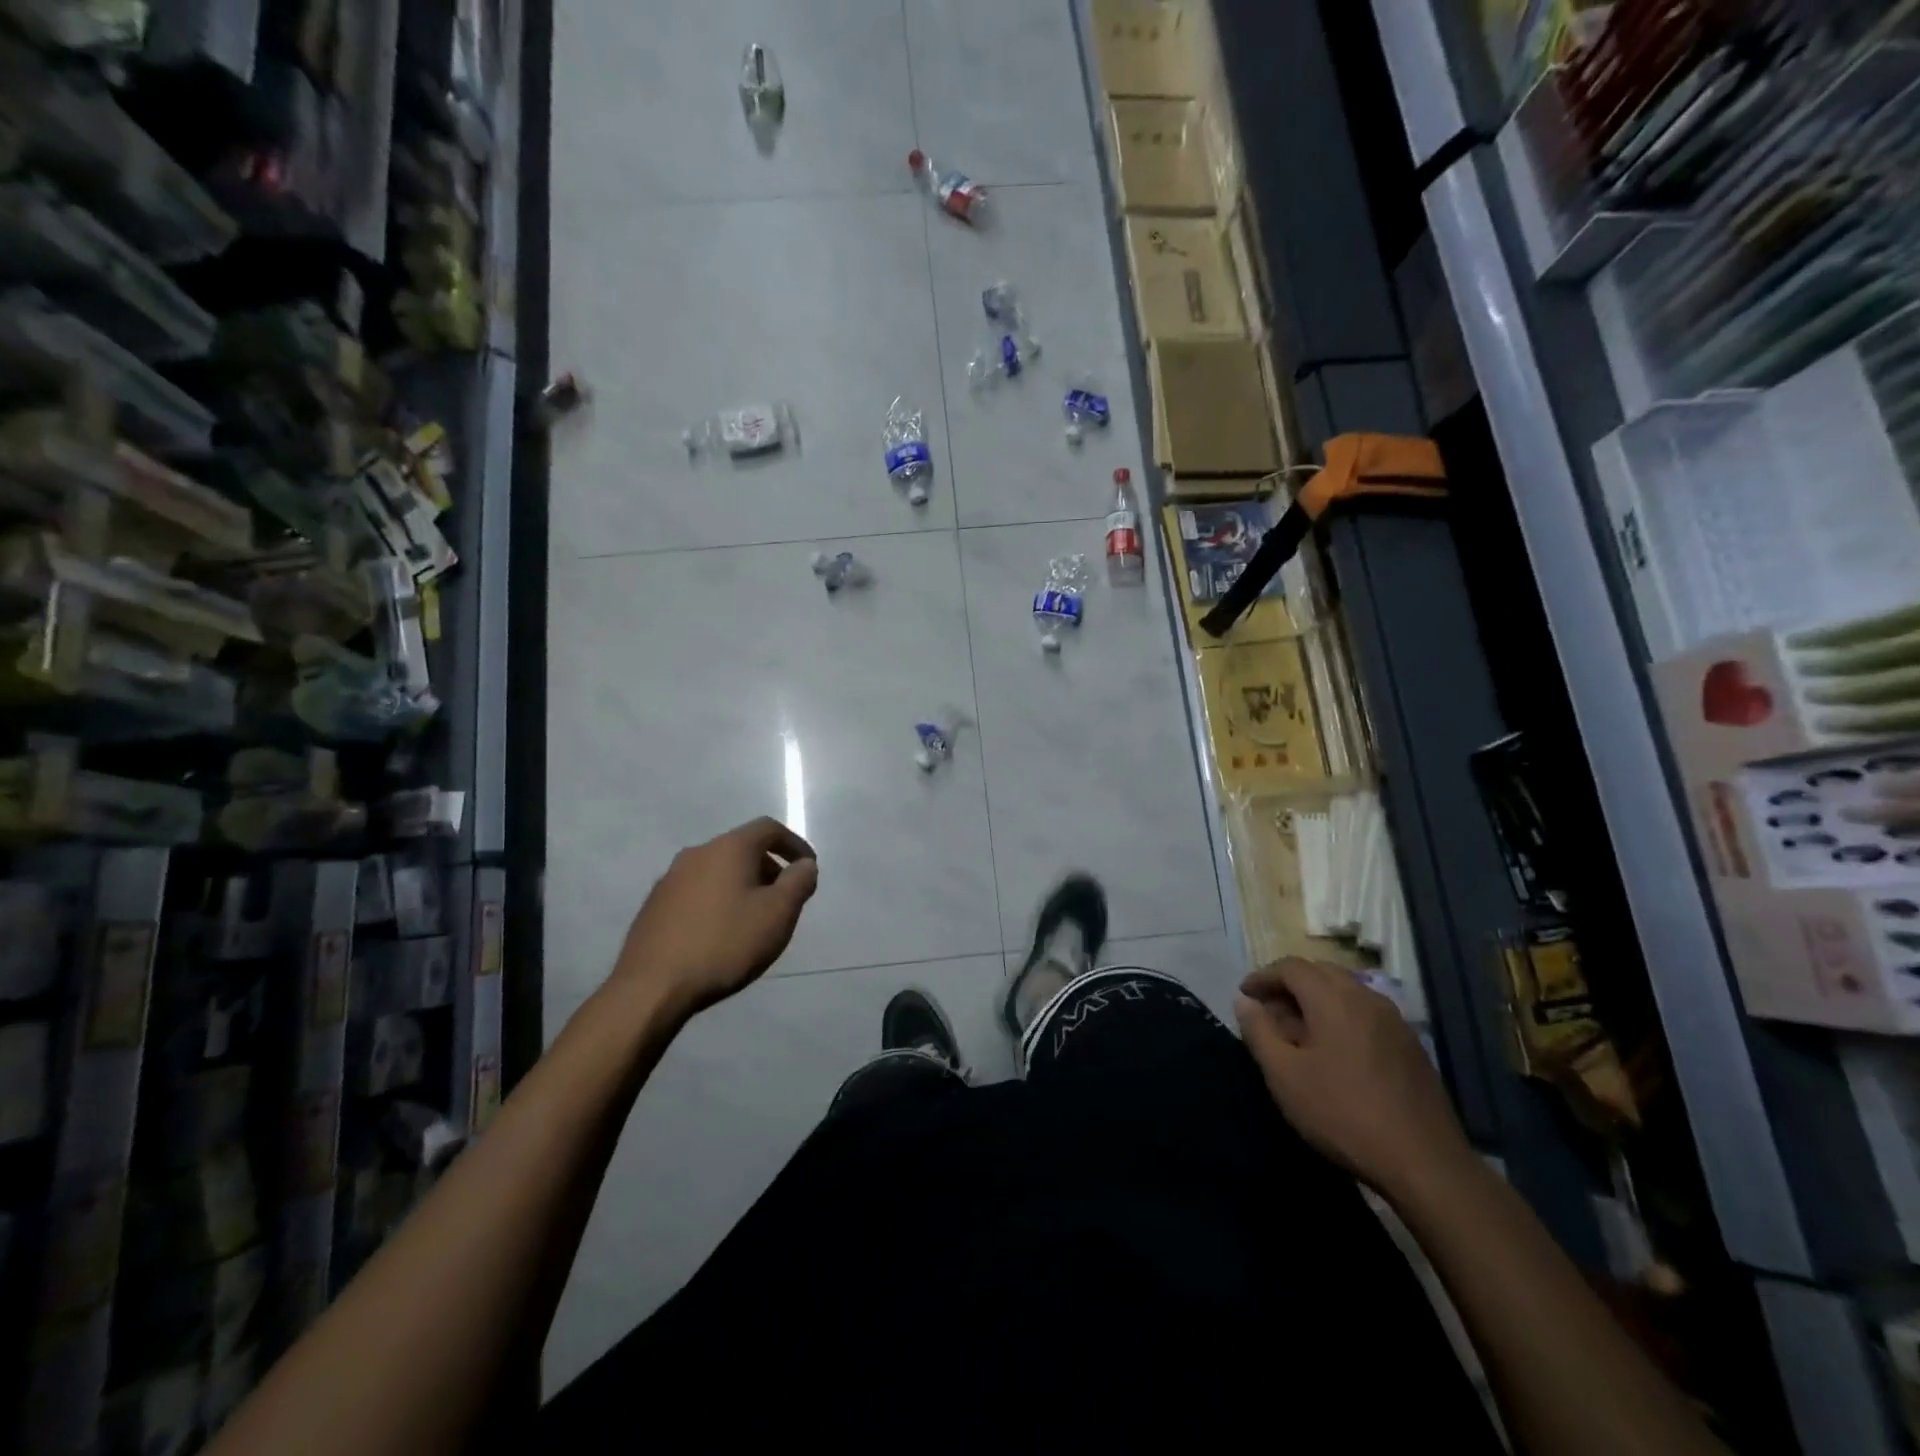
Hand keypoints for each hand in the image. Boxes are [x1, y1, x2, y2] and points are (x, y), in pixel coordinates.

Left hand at [611, 817, 818, 1023]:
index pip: (769, 828)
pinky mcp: (655, 905)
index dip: (794, 844)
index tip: (809, 869)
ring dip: (742, 885)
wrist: (651, 987)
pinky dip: (718, 901)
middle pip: (742, 848)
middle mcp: (697, 854)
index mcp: (728, 848)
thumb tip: (805, 864)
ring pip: (718, 871)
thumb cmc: (725, 943)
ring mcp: (670, 879)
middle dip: (769, 868)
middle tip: (785, 899)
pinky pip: (697, 891)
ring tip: (754, 919)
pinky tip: (721, 933)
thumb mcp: (778, 914)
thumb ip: (798, 882)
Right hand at [1235, 958, 1473, 1202]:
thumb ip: (1259, 1032)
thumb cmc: (1343, 1114)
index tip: (1245, 995)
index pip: (1291, 967)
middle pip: (1321, 973)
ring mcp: (1394, 1021)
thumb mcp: (1285, 1076)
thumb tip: (1245, 1002)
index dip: (1263, 976)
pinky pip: (1366, 1013)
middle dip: (1290, 984)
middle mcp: (1366, 998)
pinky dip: (1341, 1016)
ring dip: (1317, 999)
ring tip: (1298, 1030)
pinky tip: (1334, 1049)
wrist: (1425, 1164)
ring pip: (1347, 991)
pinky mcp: (1411, 1046)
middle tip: (1268, 1010)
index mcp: (1334, 998)